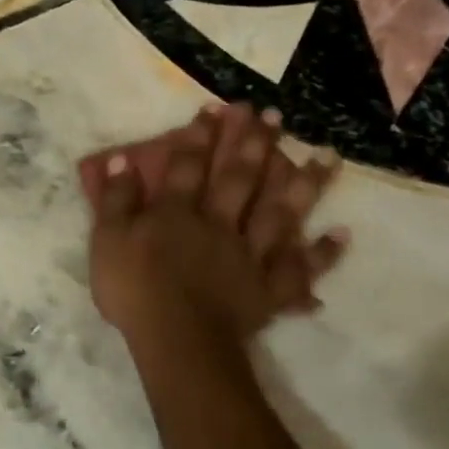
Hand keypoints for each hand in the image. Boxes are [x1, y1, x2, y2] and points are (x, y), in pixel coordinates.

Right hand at [87, 102, 348, 340]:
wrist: (176, 340)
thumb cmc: (134, 290)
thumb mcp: (107, 241)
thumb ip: (115, 200)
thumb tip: (120, 160)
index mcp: (178, 213)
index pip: (189, 166)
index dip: (200, 136)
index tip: (216, 108)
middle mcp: (219, 224)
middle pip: (239, 179)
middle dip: (255, 144)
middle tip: (274, 115)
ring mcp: (249, 255)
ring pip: (280, 214)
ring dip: (304, 184)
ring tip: (326, 156)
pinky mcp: (268, 289)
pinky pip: (299, 269)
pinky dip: (322, 254)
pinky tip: (341, 234)